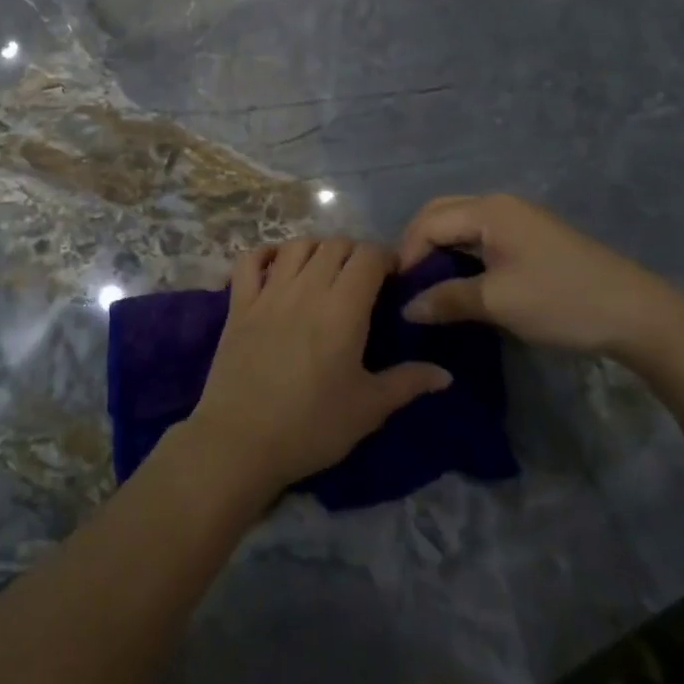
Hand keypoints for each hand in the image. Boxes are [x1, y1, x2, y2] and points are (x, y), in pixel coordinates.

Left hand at [186, 238, 452, 495]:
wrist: (241, 439)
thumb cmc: (312, 426)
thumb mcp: (368, 409)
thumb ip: (407, 383)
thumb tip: (445, 374)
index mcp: (342, 308)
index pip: (368, 256)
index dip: (386, 258)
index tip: (394, 278)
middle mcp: (306, 288)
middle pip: (334, 244)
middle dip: (355, 252)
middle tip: (364, 279)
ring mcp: (268, 292)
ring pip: (296, 245)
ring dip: (316, 249)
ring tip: (325, 271)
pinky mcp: (239, 302)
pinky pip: (249, 259)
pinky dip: (266, 253)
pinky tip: (277, 266)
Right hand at [397, 193, 683, 358]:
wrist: (640, 315)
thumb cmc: (562, 301)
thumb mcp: (498, 303)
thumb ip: (447, 299)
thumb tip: (407, 308)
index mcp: (489, 210)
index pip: (429, 222)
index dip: (408, 255)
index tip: (397, 292)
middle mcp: (500, 205)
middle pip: (441, 214)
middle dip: (418, 245)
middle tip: (408, 284)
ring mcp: (519, 219)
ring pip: (461, 224)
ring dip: (440, 249)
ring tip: (428, 285)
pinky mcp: (533, 238)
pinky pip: (481, 236)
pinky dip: (462, 254)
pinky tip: (460, 282)